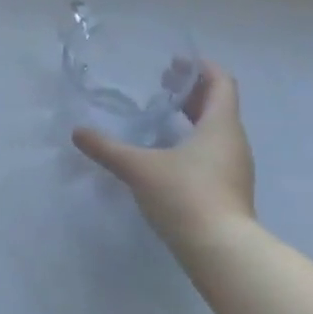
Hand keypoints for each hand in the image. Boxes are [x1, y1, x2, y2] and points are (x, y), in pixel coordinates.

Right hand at [72, 62, 256, 248]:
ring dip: (193, 119)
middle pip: (218, 105)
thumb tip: (77, 132)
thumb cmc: (185, 196)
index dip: (201, 68)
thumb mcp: (140, 169)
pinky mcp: (229, 190)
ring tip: (162, 119)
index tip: (175, 63)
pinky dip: (193, 143)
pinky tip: (168, 156)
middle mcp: (233, 141)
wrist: (221, 250)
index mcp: (220, 125)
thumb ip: (108, 149)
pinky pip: (213, 154)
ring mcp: (234, 168)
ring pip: (216, 131)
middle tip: (161, 85)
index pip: (221, 82)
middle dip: (191, 93)